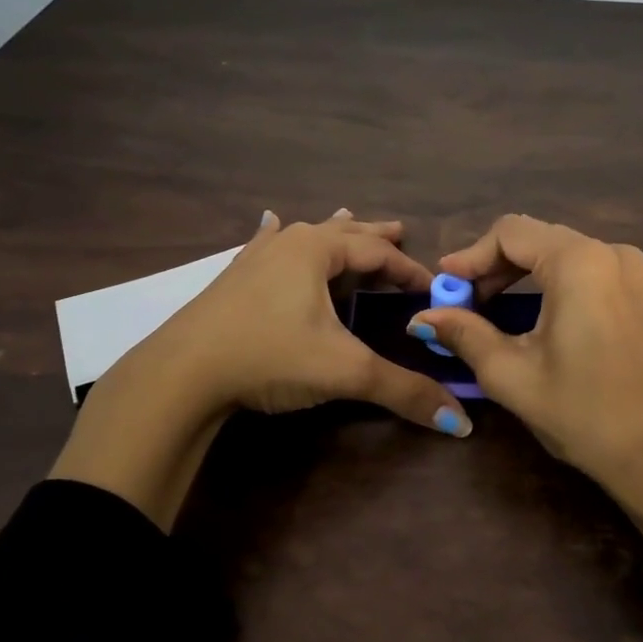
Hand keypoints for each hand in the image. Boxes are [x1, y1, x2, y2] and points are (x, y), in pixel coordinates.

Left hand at [54, 209, 470, 527]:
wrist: (181, 373)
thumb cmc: (269, 357)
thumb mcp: (345, 373)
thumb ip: (404, 391)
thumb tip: (461, 423)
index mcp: (316, 251)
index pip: (378, 253)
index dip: (410, 270)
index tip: (433, 289)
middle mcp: (287, 244)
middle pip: (343, 234)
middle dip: (374, 238)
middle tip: (401, 231)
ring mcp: (255, 259)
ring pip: (305, 237)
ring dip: (334, 234)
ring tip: (350, 219)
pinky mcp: (233, 279)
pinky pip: (267, 246)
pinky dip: (280, 237)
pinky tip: (271, 223)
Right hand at [408, 214, 642, 486]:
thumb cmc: (582, 412)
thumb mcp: (512, 374)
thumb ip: (465, 335)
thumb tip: (422, 317)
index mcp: (578, 262)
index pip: (510, 233)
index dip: (470, 256)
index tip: (443, 286)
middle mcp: (609, 253)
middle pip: (536, 238)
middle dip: (494, 265)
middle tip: (463, 301)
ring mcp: (632, 271)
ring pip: (561, 252)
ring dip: (521, 273)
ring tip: (490, 307)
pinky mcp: (640, 292)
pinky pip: (586, 269)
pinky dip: (551, 281)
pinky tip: (533, 313)